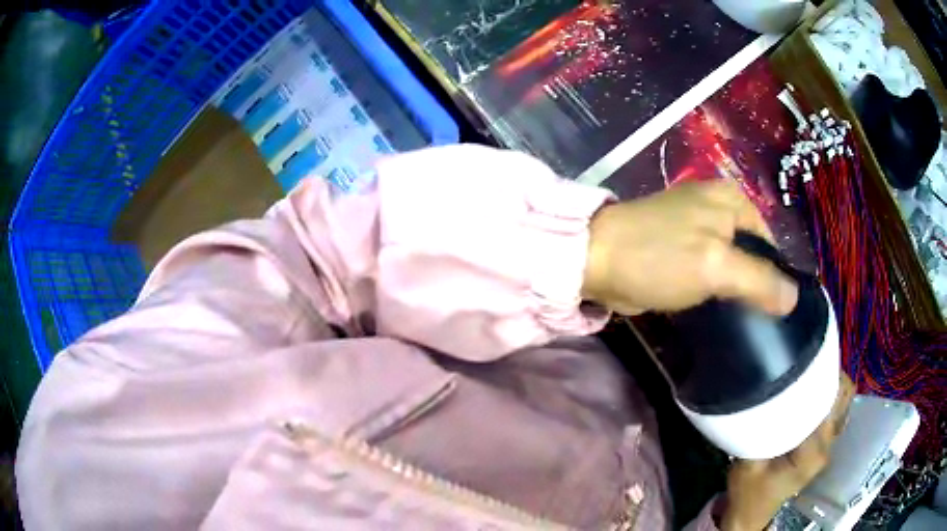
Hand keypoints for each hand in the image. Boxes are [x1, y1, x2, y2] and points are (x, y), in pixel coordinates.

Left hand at [582, 179, 798, 315]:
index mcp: (732, 200)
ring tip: (747, 322)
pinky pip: (711, 270)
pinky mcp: (681, 250)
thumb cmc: (660, 256)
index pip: (770, 241)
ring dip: (737, 289)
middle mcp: (718, 208)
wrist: (598, 261)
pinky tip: (722, 312)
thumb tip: (794, 297)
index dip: (777, 275)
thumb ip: (758, 280)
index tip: (778, 310)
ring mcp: (697, 228)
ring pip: (731, 263)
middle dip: (757, 284)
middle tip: (762, 321)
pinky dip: (717, 289)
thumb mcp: (716, 265)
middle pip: (752, 252)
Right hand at [720, 374, 855, 530]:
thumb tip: (765, 392)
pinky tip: (808, 391)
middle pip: (843, 396)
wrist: (754, 513)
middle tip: (804, 360)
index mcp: (813, 452)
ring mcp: (829, 445)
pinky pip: (835, 408)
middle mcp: (828, 445)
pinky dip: (827, 393)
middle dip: (828, 372)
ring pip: (842, 400)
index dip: (819, 375)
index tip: (801, 358)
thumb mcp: (747, 464)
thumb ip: (760, 431)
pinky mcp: (825, 443)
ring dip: (829, 382)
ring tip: (807, 371)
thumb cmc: (749, 492)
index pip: (828, 401)